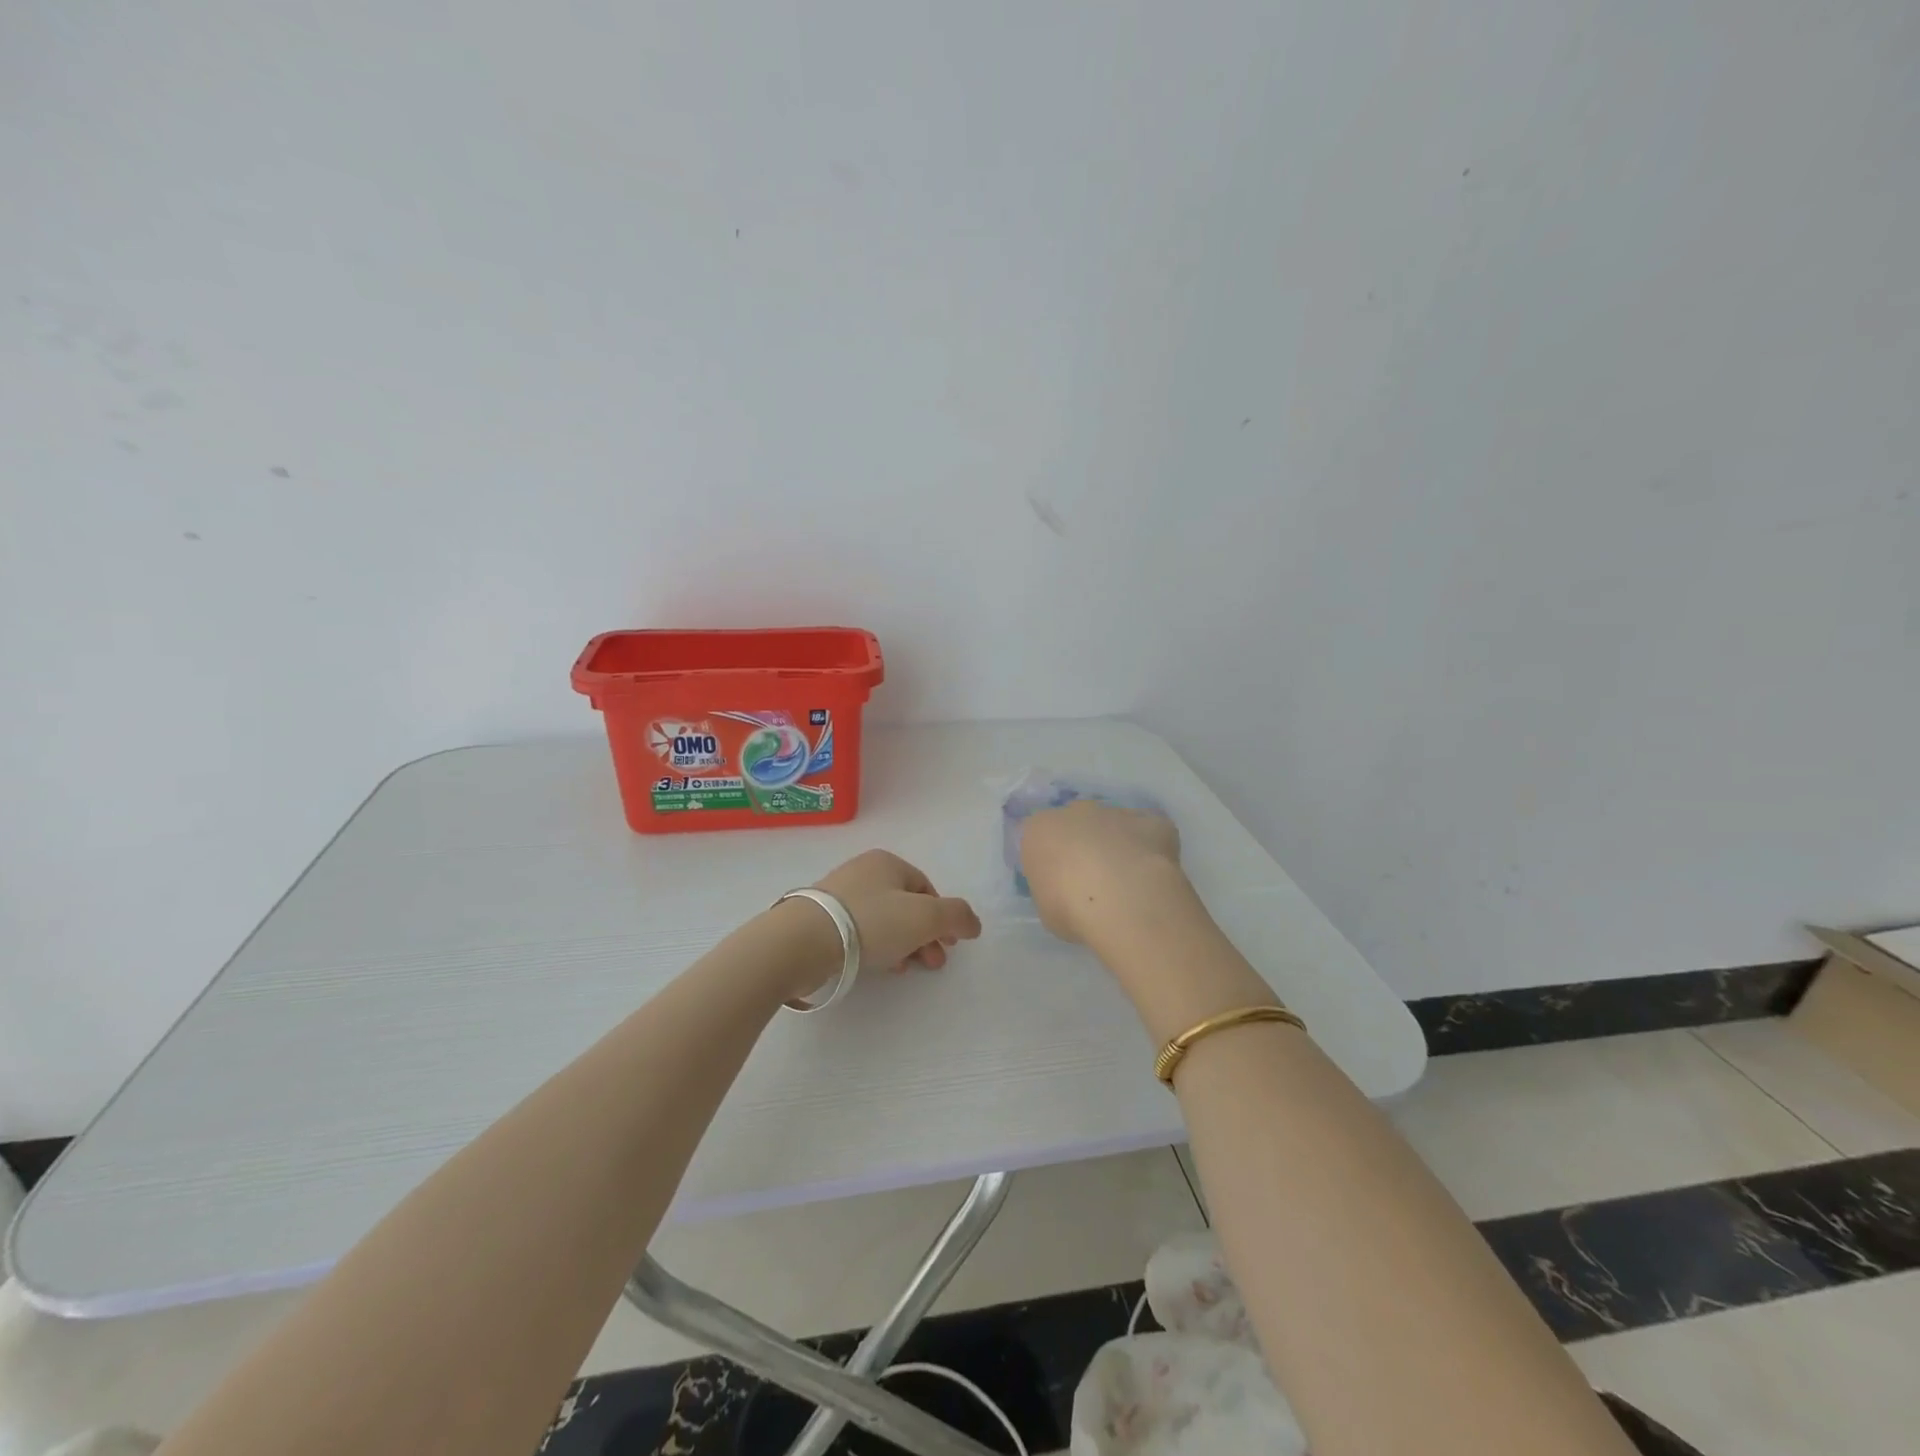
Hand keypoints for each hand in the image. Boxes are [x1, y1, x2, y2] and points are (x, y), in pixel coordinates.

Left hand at [814, 849, 981, 972]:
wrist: (804, 941)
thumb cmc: (872, 921)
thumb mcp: (926, 917)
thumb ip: (956, 916)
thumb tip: (973, 923)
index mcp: (888, 862)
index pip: (926, 887)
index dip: (942, 917)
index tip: (948, 945)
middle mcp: (863, 871)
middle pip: (906, 906)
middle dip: (925, 936)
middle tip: (932, 964)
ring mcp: (839, 894)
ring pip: (884, 921)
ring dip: (903, 945)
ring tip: (906, 970)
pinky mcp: (821, 919)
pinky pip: (860, 932)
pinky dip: (877, 947)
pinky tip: (880, 967)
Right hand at [1017, 800, 1185, 945]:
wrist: (1122, 901)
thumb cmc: (1071, 909)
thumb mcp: (1046, 908)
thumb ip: (1053, 889)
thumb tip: (1067, 892)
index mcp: (1040, 830)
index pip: (1039, 837)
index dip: (1050, 860)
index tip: (1058, 884)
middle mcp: (1076, 811)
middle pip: (1077, 824)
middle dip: (1083, 845)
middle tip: (1092, 880)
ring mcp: (1116, 813)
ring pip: (1114, 824)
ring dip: (1116, 845)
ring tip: (1126, 882)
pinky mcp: (1152, 821)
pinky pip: (1149, 831)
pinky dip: (1150, 847)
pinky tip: (1153, 874)